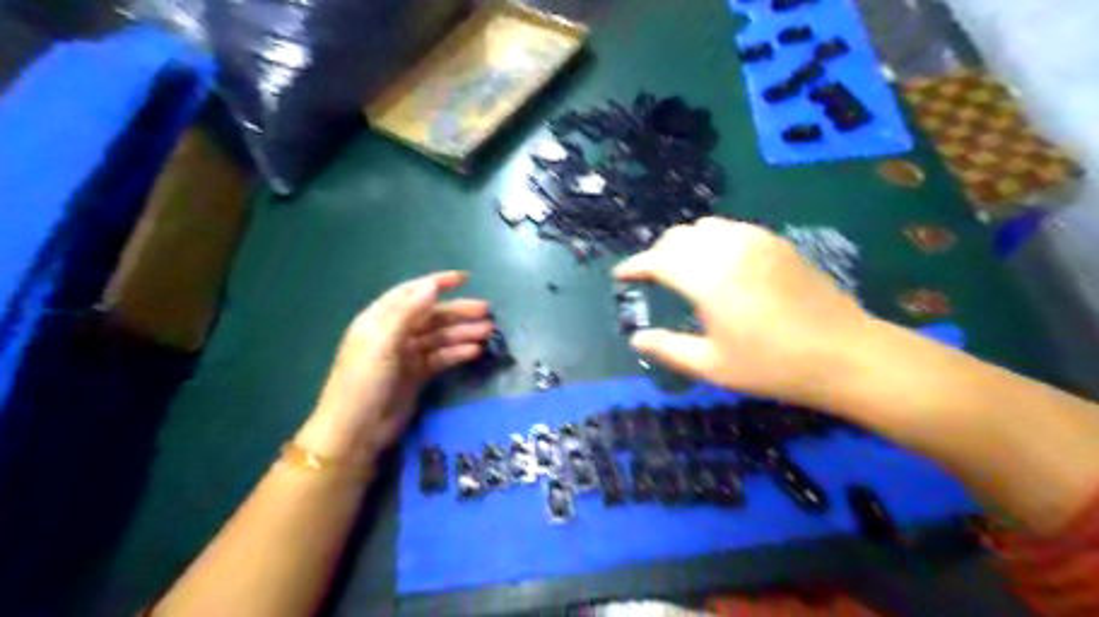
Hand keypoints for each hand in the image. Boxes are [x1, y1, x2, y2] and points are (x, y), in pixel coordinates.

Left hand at [298, 269, 491, 466]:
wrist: (356, 431)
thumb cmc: (364, 382)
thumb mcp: (383, 343)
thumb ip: (407, 313)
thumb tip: (432, 286)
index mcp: (380, 319)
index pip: (411, 293)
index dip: (437, 283)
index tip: (465, 279)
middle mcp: (394, 333)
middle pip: (431, 315)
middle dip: (458, 312)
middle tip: (486, 311)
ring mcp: (407, 355)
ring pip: (440, 337)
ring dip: (462, 333)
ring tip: (487, 332)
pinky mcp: (417, 375)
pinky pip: (441, 357)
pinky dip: (457, 353)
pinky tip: (475, 351)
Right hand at [617, 217, 877, 403]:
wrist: (844, 354)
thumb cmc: (772, 365)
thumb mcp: (712, 366)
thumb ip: (667, 349)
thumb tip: (636, 339)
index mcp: (708, 279)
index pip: (657, 260)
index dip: (634, 266)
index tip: (620, 276)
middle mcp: (728, 249)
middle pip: (678, 237)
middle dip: (657, 254)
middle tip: (650, 277)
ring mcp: (756, 241)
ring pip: (705, 227)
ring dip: (684, 243)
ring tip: (682, 268)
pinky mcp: (776, 243)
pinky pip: (732, 229)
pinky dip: (712, 240)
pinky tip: (719, 263)